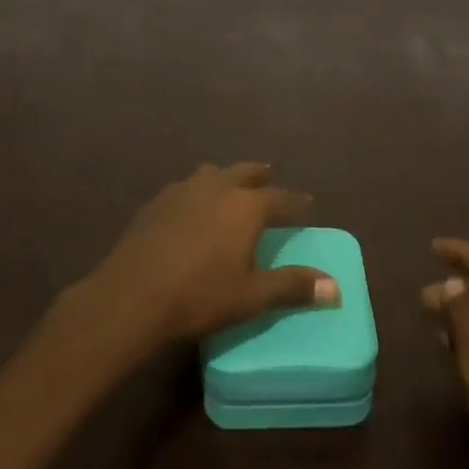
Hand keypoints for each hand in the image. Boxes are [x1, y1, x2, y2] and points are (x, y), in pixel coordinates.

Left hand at [80, 163, 338, 353]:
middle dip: (261, 176)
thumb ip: (293, 287)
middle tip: (270, 179)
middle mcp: (218, 187)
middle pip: (246, 172)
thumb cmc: (199, 296)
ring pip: (213, 173)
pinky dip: (199, 190)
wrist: (132, 295)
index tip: (308, 206)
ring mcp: (184, 189)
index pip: (281, 198)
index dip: (297, 203)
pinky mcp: (158, 201)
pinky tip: (193, 207)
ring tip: (231, 188)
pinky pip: (187, 186)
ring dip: (227, 177)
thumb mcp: (251, 296)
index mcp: (245, 206)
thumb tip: (336, 287)